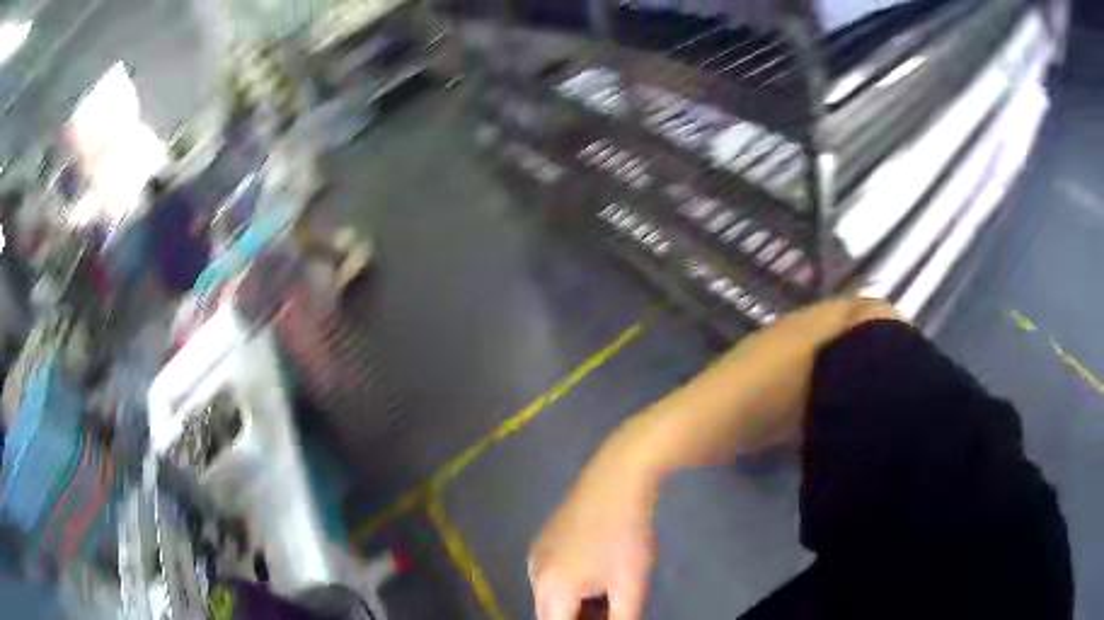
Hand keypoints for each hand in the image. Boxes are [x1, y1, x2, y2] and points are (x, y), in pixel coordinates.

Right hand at [529, 428, 661, 619]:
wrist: (616, 480)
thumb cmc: (626, 536)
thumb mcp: (630, 585)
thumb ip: (622, 618)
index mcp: (551, 589)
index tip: (606, 618)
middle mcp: (534, 575)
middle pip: (550, 615)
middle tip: (610, 613)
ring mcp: (535, 555)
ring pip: (550, 597)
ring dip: (573, 607)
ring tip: (609, 598)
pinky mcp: (543, 541)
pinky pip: (550, 578)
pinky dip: (570, 588)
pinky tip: (598, 576)